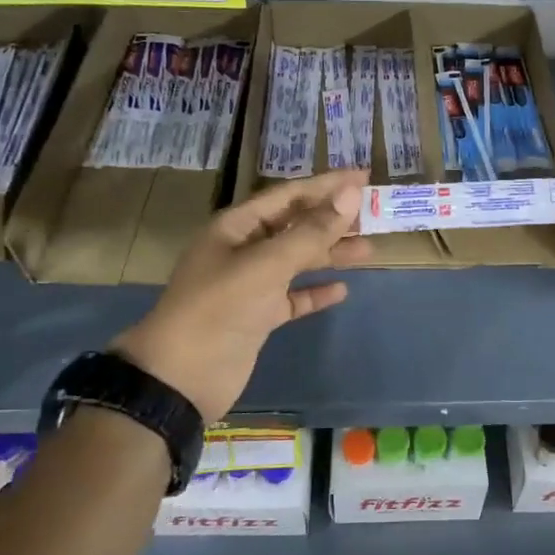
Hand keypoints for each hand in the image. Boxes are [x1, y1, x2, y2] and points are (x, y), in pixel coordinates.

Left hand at [113, 171, 370, 420]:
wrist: (180, 378)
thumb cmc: (219, 308)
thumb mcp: (266, 264)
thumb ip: (311, 231)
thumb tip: (352, 194)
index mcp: (237, 227)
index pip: (289, 195)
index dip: (327, 185)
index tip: (364, 176)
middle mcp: (244, 250)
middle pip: (296, 226)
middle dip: (332, 219)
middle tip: (374, 214)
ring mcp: (251, 284)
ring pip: (298, 260)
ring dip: (330, 254)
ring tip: (369, 249)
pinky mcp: (258, 317)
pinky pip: (293, 297)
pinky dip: (315, 292)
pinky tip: (342, 290)